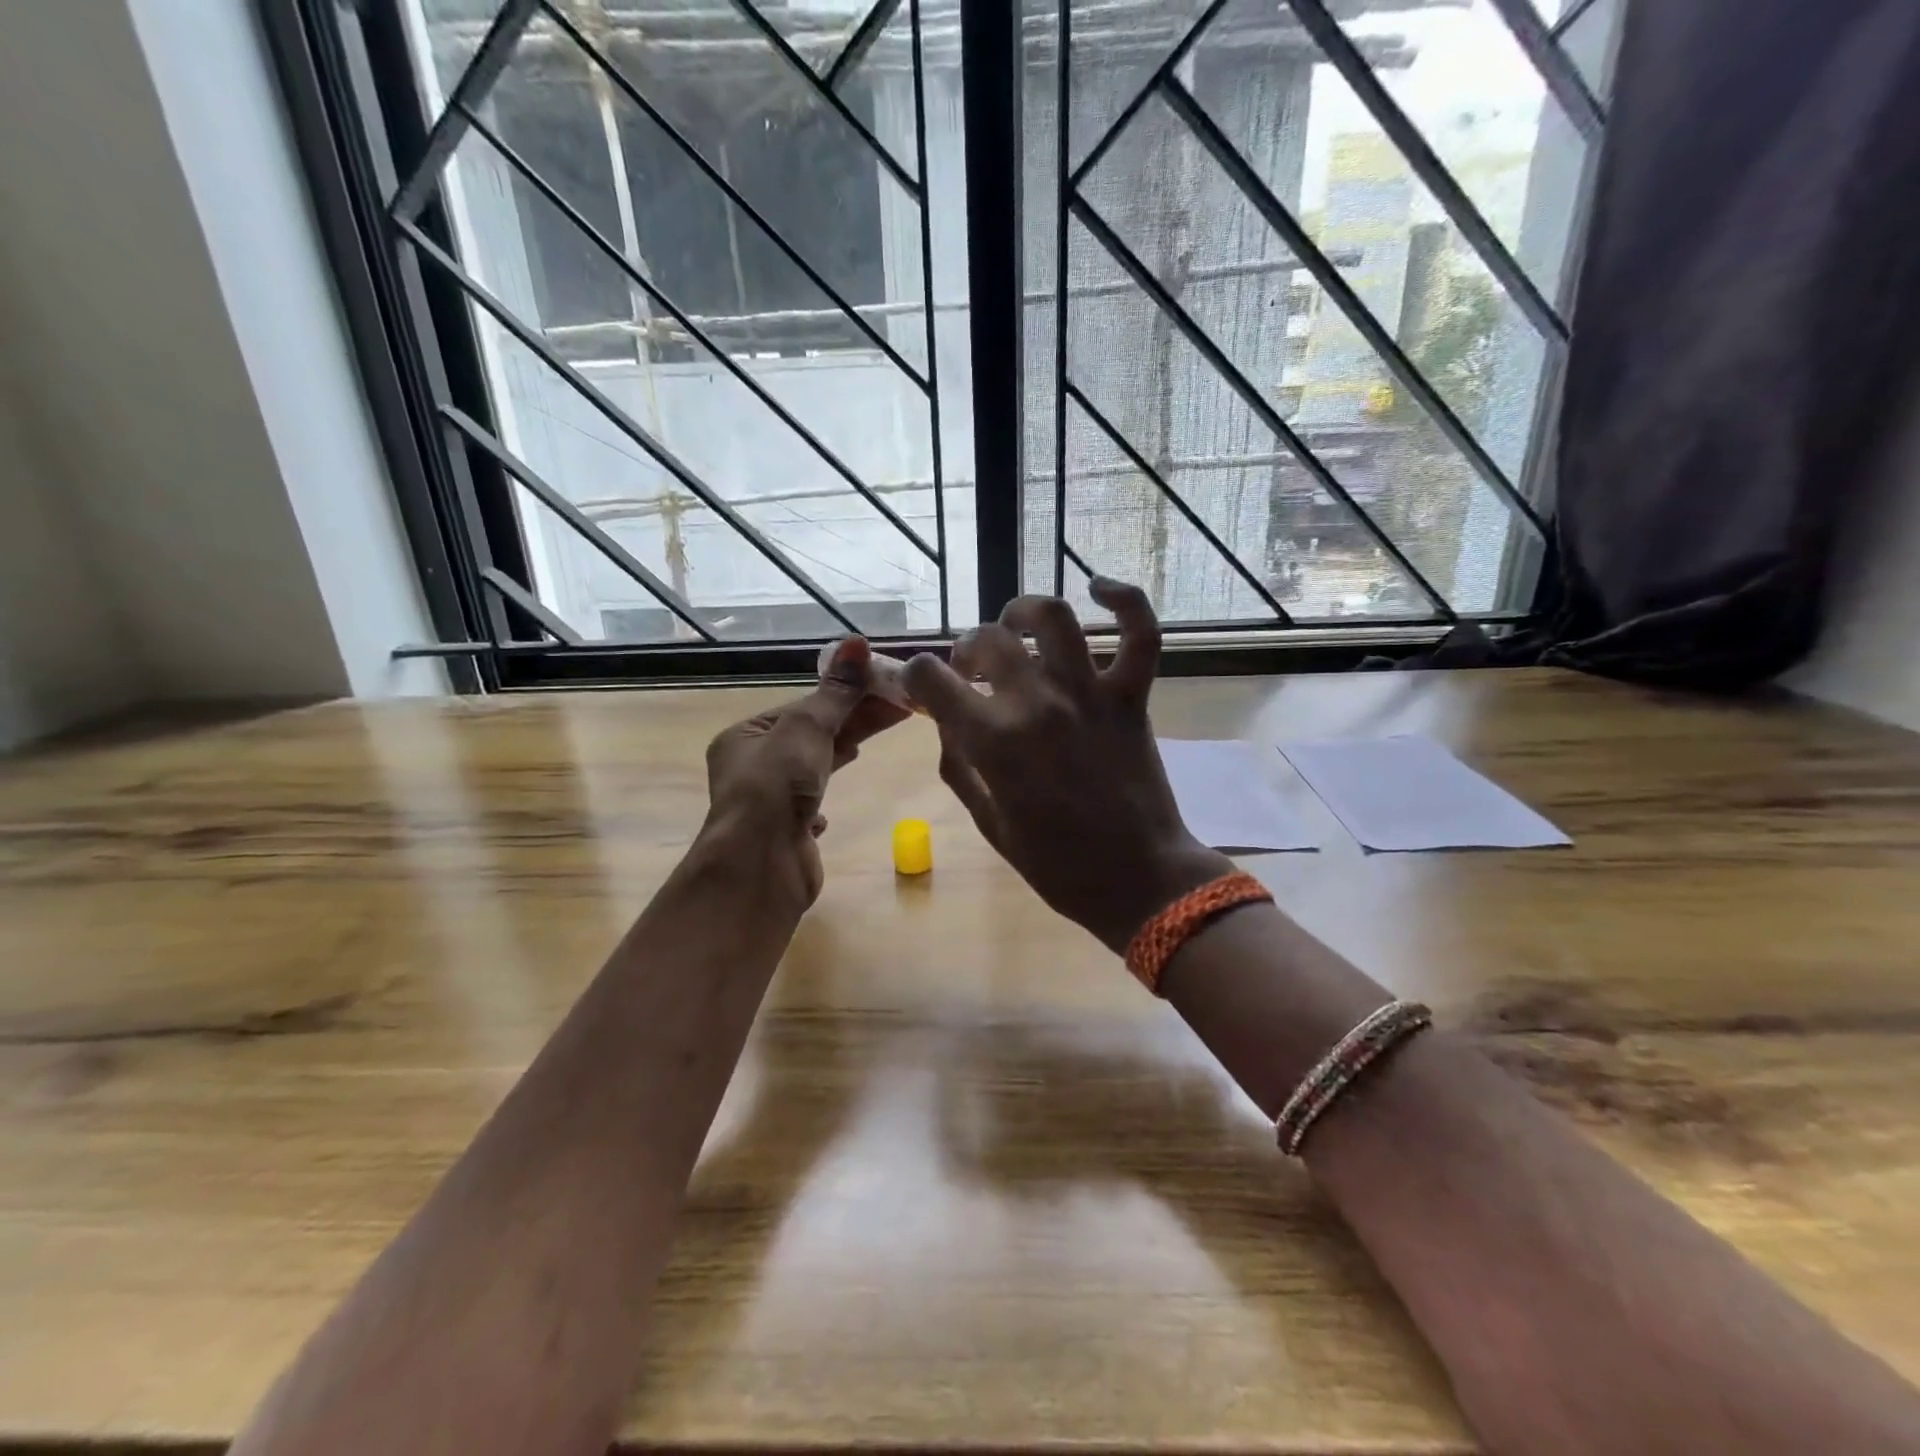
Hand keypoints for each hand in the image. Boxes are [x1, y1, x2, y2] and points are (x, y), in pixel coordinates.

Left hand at [704, 637, 909, 903]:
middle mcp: (751, 767)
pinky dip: (823, 799)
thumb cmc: (777, 788)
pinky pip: (807, 806)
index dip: (847, 695)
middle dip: (854, 721)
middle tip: (901, 707)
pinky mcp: (785, 832)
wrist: (761, 867)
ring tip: (874, 741)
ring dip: (841, 753)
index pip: (804, 707)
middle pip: (812, 734)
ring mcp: (768, 802)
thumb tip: (857, 642)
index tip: (887, 687)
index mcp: (746, 737)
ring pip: (812, 767)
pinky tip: (832, 806)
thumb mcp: (807, 729)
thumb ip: (836, 692)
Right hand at [903, 579, 1229, 952]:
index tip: (924, 686)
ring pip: (1052, 616)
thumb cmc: (1058, 865)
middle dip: (966, 650)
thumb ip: (960, 769)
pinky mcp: (1131, 696)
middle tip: (971, 671)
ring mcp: (1089, 693)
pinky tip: (1099, 587)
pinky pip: (1139, 633)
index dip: (916, 676)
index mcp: (993, 741)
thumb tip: (948, 726)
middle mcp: (1036, 703)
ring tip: (1014, 623)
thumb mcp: (990, 825)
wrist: (1139, 880)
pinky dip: (1125, 600)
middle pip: (986, 640)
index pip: (930, 678)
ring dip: (1023, 610)